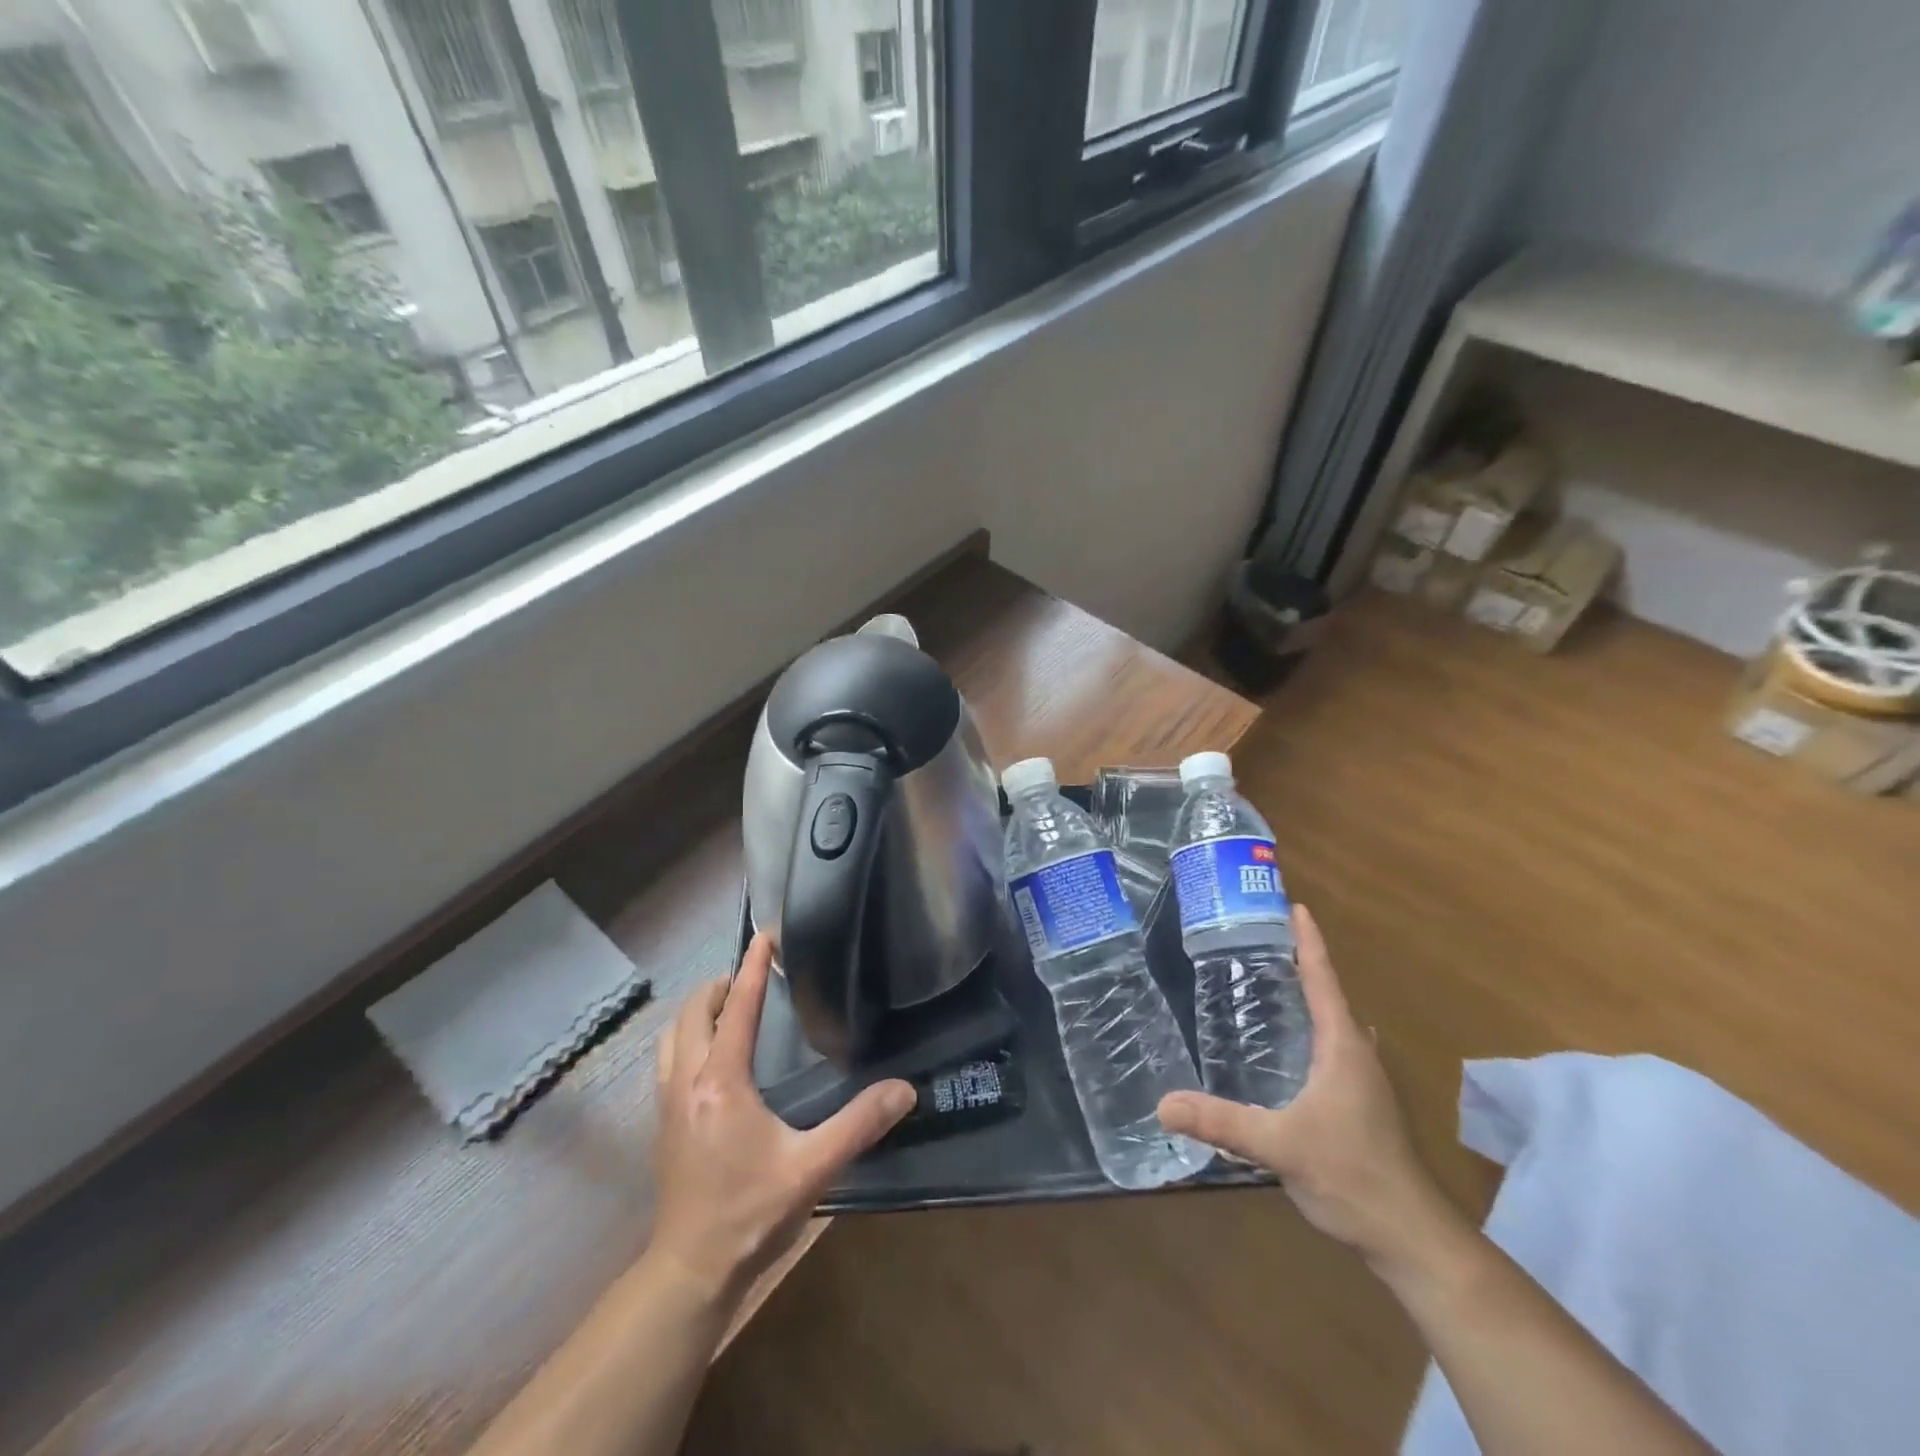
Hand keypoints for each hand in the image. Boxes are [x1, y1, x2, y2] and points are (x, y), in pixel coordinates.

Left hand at [649, 933, 913, 1301]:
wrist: (690, 1272)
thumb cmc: (750, 1214)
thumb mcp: (812, 1168)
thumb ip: (859, 1125)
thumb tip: (905, 1089)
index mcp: (721, 1081)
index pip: (737, 1008)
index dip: (752, 968)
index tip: (764, 934)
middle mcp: (687, 1082)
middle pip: (693, 1013)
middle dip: (719, 984)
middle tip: (750, 975)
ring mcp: (667, 1103)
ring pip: (672, 1036)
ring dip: (697, 1011)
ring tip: (727, 1007)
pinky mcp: (662, 1124)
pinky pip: (667, 1060)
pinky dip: (686, 1038)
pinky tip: (708, 1057)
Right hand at [1158, 904, 1460, 1272]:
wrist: (1411, 1238)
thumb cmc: (1352, 1176)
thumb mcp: (1280, 1146)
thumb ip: (1222, 1123)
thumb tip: (1162, 1104)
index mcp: (1343, 1047)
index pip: (1323, 979)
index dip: (1308, 942)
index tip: (1295, 906)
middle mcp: (1357, 1054)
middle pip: (1329, 995)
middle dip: (1302, 964)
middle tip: (1263, 942)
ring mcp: (1365, 1082)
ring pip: (1334, 1025)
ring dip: (1309, 998)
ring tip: (1269, 985)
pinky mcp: (1362, 1105)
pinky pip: (1333, 1049)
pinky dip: (1311, 1030)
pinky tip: (1287, 1048)